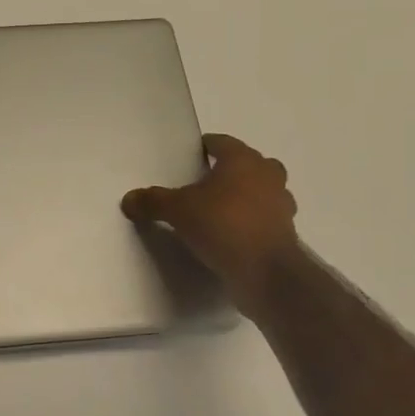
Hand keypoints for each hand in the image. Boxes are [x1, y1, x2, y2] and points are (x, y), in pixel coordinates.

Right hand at [122, 133, 301, 308]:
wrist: (266, 272)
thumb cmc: (223, 225)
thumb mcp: (178, 211)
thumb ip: (153, 201)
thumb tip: (128, 199)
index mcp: (243, 160)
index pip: (222, 143)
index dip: (206, 147)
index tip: (191, 157)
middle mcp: (268, 176)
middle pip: (249, 164)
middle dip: (231, 170)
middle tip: (206, 183)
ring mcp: (282, 205)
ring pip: (263, 191)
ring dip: (247, 196)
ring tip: (220, 210)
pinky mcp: (286, 233)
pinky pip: (266, 219)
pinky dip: (253, 222)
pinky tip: (233, 236)